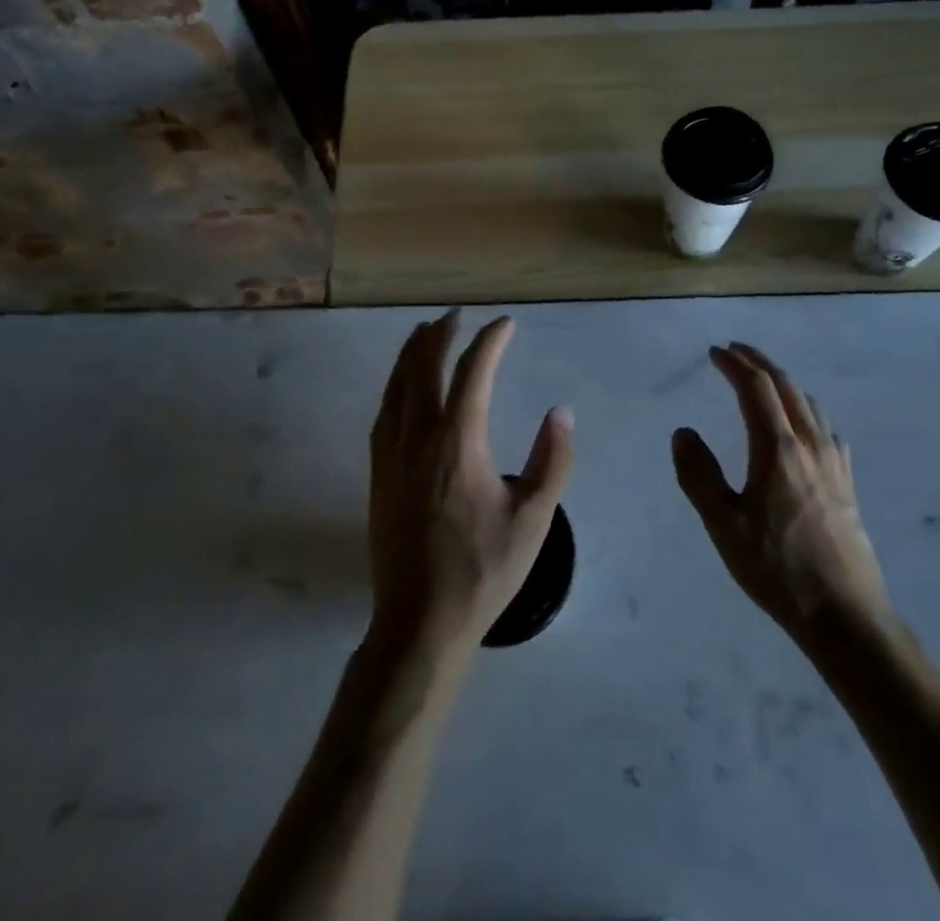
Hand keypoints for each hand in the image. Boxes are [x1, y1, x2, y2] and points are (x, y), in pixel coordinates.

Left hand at [366, 311, 574, 660]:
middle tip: (456, 315)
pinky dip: (395, 385)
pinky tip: (401, 387)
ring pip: (397, 386)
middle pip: (424, 367)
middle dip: (440, 334)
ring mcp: (392, 455)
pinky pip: (384, 412)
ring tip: (424, 333)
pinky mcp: (379, 474)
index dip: (490, 341)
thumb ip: (553, 460)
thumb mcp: (534, 519)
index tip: (506, 324)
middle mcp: (419, 437)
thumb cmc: (483, 570)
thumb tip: (560, 413)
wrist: (420, 622)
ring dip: (412, 353)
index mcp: (458, 442)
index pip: (473, 372)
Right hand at [673, 343, 891, 638]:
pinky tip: (803, 425)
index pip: (756, 387)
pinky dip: (806, 409)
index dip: (734, 364)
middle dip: (759, 362)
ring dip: (783, 382)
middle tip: (735, 351)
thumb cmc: (777, 569)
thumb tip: (683, 432)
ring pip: (809, 403)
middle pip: (786, 385)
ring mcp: (834, 461)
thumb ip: (698, 475)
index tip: (714, 352)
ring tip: (763, 381)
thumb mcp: (723, 526)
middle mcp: (809, 443)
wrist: (845, 614)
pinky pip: (826, 427)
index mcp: (777, 448)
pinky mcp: (847, 482)